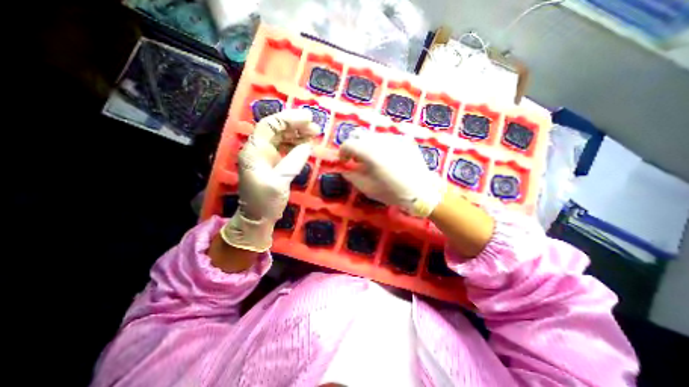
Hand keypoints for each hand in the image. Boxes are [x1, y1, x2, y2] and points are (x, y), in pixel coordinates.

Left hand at [221, 108, 319, 253]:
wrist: (257, 219)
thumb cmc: (264, 202)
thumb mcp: (279, 181)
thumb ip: (293, 161)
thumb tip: (308, 145)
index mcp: (254, 150)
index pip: (270, 125)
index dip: (289, 119)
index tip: (308, 118)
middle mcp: (259, 149)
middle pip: (277, 129)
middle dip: (296, 126)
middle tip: (316, 127)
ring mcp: (266, 156)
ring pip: (283, 138)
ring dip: (298, 134)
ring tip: (315, 134)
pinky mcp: (274, 164)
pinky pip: (286, 149)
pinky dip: (297, 145)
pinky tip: (308, 145)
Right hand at [340, 131, 446, 217]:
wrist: (422, 191)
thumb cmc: (392, 192)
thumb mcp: (368, 188)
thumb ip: (352, 176)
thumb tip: (345, 170)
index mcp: (369, 152)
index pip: (348, 143)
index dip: (342, 153)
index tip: (344, 162)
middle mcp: (380, 140)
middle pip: (358, 134)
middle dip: (353, 146)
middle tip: (357, 160)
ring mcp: (394, 137)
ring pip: (373, 135)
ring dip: (367, 145)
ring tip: (373, 160)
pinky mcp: (404, 140)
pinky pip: (387, 138)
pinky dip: (381, 146)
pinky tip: (388, 159)